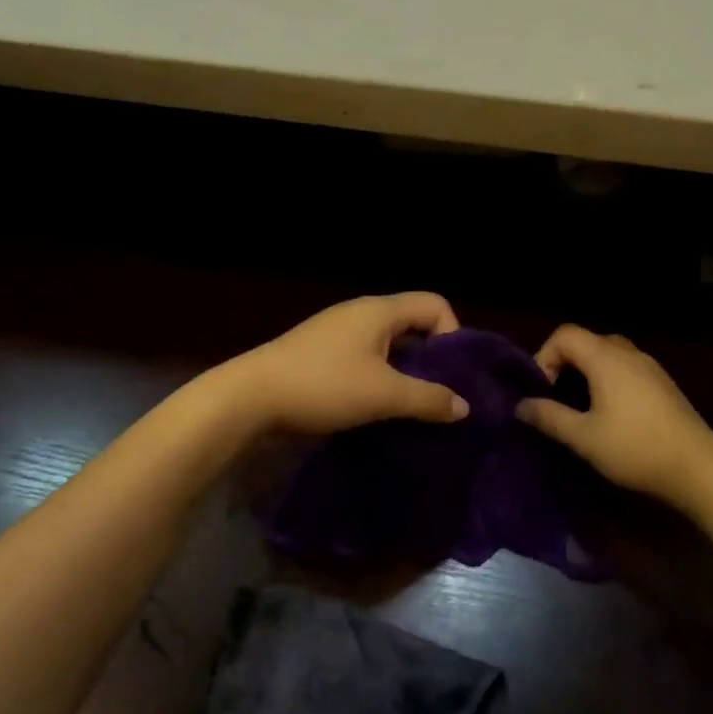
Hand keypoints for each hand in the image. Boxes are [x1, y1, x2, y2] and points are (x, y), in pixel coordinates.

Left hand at [226, 293, 470, 434]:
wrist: (248, 398)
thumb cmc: (323, 386)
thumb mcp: (383, 394)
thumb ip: (428, 399)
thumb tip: (464, 407)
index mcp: (379, 311)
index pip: (435, 304)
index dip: (453, 334)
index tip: (450, 374)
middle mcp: (361, 314)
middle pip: (414, 325)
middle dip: (432, 359)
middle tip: (438, 395)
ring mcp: (338, 334)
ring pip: (389, 346)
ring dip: (406, 373)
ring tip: (411, 408)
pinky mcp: (321, 355)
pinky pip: (366, 360)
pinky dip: (381, 379)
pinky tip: (378, 409)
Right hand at [516, 325, 712, 505]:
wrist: (698, 467)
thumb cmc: (634, 448)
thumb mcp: (583, 437)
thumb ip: (549, 417)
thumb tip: (521, 406)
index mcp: (606, 358)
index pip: (565, 334)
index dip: (544, 356)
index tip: (542, 391)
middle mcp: (628, 353)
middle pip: (587, 341)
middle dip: (565, 364)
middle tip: (557, 398)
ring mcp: (650, 367)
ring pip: (608, 355)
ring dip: (587, 373)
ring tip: (581, 408)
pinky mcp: (663, 384)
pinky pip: (626, 368)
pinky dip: (609, 380)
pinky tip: (611, 415)